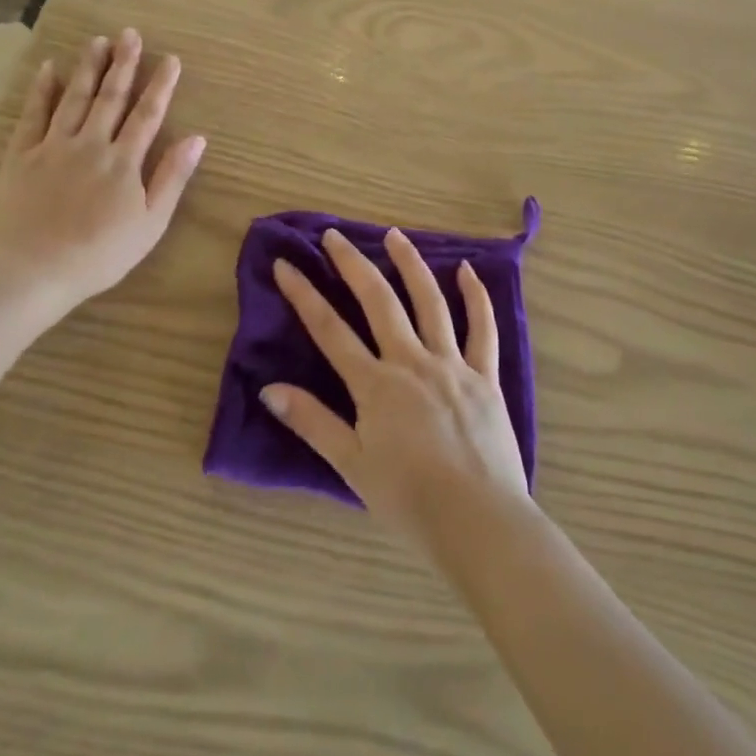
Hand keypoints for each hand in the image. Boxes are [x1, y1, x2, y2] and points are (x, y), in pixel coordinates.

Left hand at [0, 29, 204, 323]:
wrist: (33, 273)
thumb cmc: (100, 255)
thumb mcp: (150, 224)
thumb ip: (172, 178)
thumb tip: (197, 138)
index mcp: (123, 161)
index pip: (147, 114)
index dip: (160, 85)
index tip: (170, 59)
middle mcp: (90, 144)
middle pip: (110, 97)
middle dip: (124, 64)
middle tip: (130, 34)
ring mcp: (52, 147)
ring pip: (73, 98)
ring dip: (88, 68)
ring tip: (98, 41)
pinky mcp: (20, 156)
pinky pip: (32, 115)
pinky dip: (41, 90)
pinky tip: (49, 68)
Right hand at [264, 228, 527, 544]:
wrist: (478, 521)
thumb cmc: (408, 499)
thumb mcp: (351, 465)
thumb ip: (313, 423)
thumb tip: (270, 389)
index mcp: (375, 385)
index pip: (330, 330)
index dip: (304, 295)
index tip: (285, 265)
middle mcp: (412, 362)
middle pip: (378, 302)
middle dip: (353, 265)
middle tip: (335, 235)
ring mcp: (452, 364)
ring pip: (429, 302)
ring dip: (410, 265)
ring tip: (394, 234)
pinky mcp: (485, 376)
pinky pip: (482, 329)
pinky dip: (475, 297)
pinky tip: (467, 269)